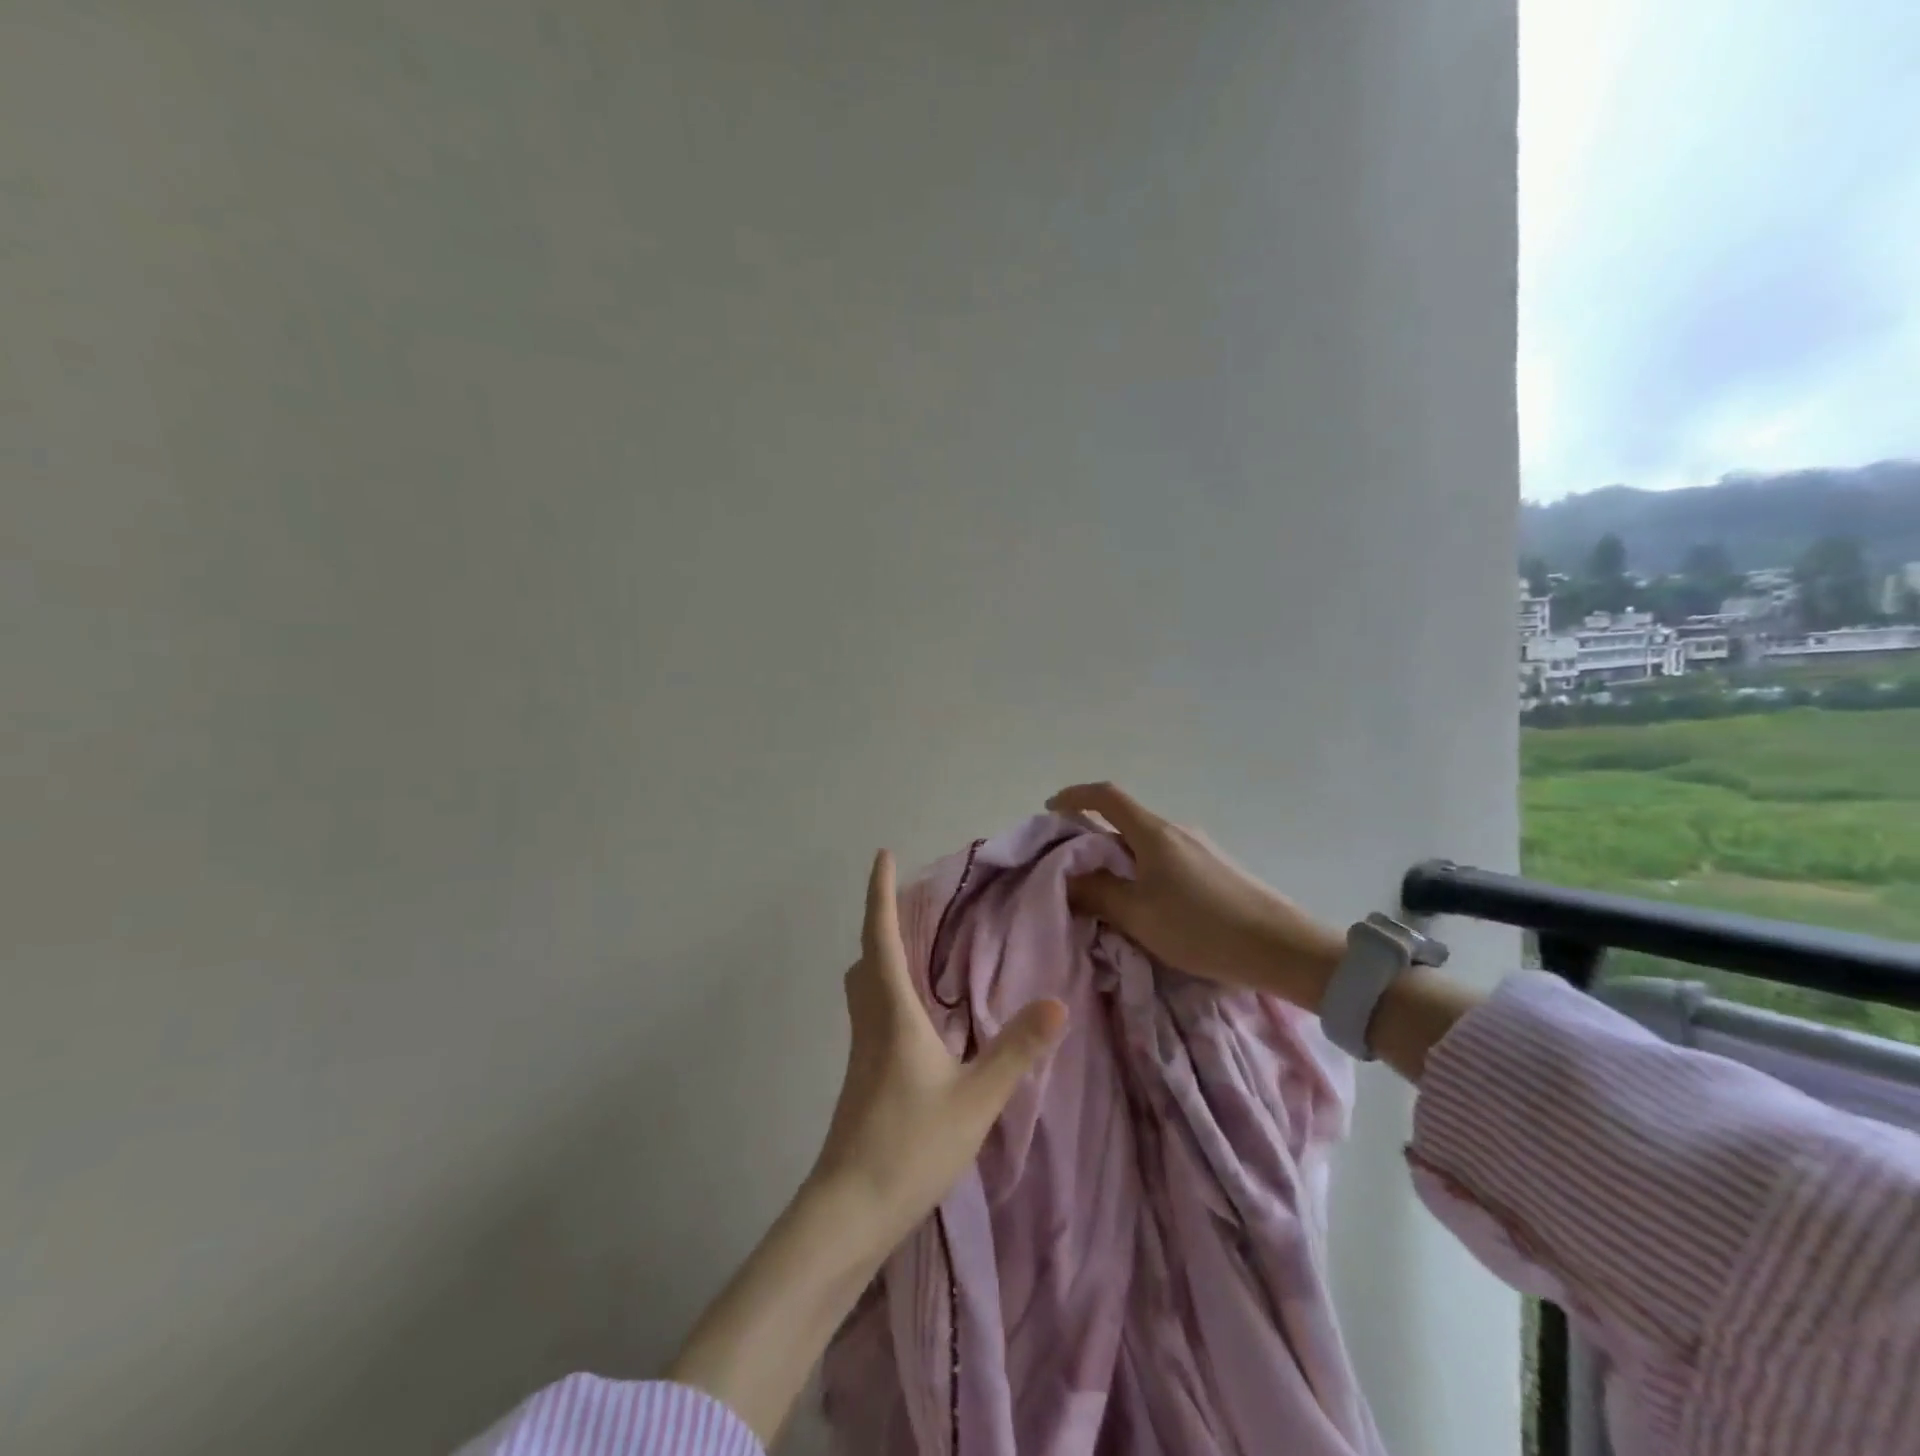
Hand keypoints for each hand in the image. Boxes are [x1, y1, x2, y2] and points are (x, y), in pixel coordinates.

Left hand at [666, 852, 1066, 1444]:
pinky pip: (871, 1012)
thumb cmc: (910, 1145)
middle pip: (866, 956)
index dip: (880, 893)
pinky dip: (887, 990)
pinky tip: (917, 1015)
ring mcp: (861, 1051)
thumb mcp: (975, 1099)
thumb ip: (1016, 1050)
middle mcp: (870, 1021)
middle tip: (909, 900)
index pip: (882, 936)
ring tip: (915, 946)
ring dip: (882, 955)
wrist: (850, 1210)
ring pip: (864, 985)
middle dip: (881, 920)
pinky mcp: (862, 1077)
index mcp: (892, 1012)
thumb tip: (1057, 1001)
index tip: (882, 854)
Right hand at [1047, 782, 1346, 1009]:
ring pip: (1145, 844)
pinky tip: (1147, 905)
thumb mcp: (1138, 915)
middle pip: (1124, 821)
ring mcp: (1200, 847)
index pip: (1106, 796)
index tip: (1051, 810)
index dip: (1074, 796)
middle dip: (1092, 838)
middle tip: (1071, 870)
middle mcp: (1176, 830)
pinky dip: (1143, 871)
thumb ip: (1097, 893)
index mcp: (1153, 832)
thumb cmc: (1202, 927)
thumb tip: (1068, 877)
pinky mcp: (1216, 868)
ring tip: (1107, 894)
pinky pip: (1166, 859)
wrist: (1283, 948)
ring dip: (1119, 860)